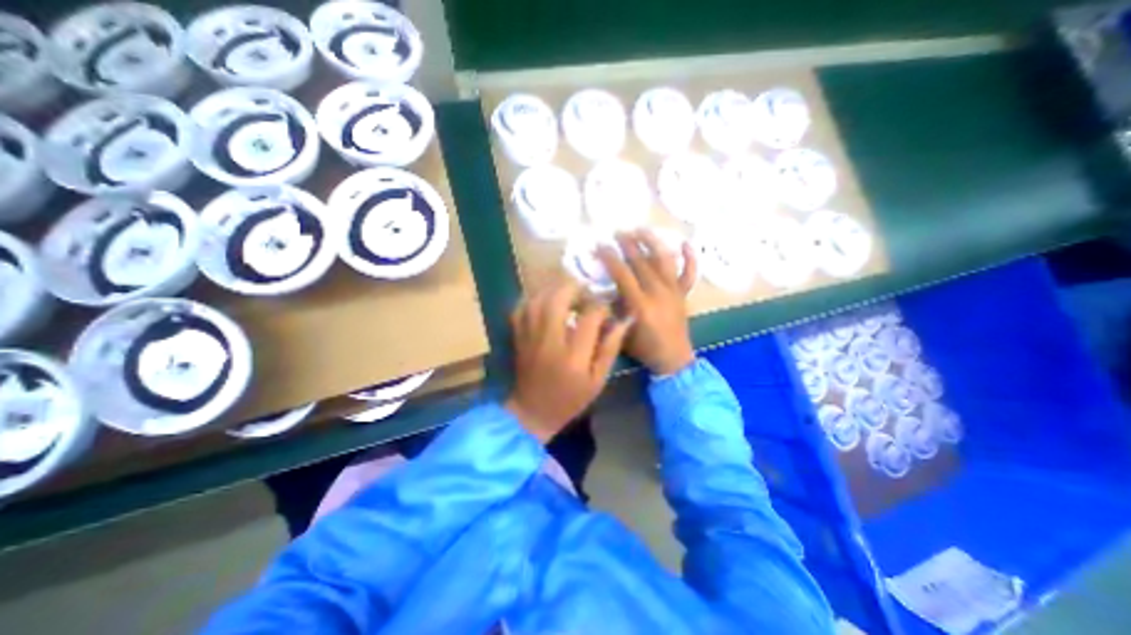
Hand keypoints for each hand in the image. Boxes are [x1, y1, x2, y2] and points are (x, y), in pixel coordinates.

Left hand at [509, 281, 631, 442]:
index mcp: (573, 356)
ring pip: (538, 300)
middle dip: (574, 288)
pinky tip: (544, 301)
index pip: (589, 318)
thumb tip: (623, 321)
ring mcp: (529, 337)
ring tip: (567, 293)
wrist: (533, 411)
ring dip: (554, 290)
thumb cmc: (570, 399)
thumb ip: (610, 348)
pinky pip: (521, 309)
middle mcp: (549, 341)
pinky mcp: (518, 337)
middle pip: (558, 300)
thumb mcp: (598, 380)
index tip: (606, 310)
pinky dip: (532, 299)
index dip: (601, 308)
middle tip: (585, 291)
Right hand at [599, 232, 698, 374]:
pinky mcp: (683, 293)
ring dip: (653, 242)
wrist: (673, 359)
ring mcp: (674, 291)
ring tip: (641, 229)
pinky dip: (690, 257)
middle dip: (628, 244)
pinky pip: (689, 273)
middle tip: (617, 232)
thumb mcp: (620, 332)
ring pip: (665, 260)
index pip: (622, 274)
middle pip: (642, 262)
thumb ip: (612, 311)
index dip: (610, 258)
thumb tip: (603, 292)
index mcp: (640, 305)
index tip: (600, 245)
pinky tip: (685, 243)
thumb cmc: (644, 348)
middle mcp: (658, 293)